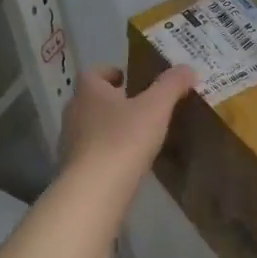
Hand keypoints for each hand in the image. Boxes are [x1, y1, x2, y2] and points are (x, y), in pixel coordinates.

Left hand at [59, 65, 195, 181]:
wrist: (95, 189)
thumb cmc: (124, 139)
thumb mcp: (156, 107)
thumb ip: (171, 85)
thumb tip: (187, 68)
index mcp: (89, 91)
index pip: (93, 73)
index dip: (110, 72)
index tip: (127, 78)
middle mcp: (74, 112)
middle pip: (91, 99)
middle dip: (112, 100)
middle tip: (137, 106)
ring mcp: (69, 142)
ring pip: (89, 126)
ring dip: (108, 127)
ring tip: (135, 135)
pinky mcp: (72, 168)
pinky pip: (90, 152)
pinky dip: (105, 152)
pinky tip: (125, 162)